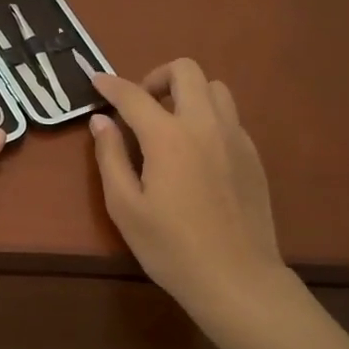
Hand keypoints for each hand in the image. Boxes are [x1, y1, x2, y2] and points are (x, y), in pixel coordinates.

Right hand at [89, 60, 288, 320]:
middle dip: (157, 77)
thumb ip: (110, 157)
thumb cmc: (171, 248)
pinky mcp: (253, 155)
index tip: (96, 81)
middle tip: (140, 107)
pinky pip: (229, 116)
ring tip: (170, 124)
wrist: (236, 278)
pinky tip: (196, 151)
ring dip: (188, 93)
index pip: (134, 95)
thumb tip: (101, 121)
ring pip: (215, 88)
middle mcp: (205, 124)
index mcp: (169, 137)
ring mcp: (235, 137)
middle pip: (186, 70)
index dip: (111, 85)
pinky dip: (208, 117)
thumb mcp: (125, 207)